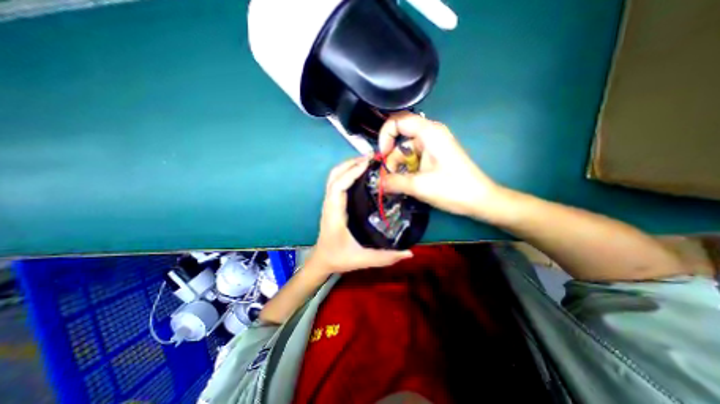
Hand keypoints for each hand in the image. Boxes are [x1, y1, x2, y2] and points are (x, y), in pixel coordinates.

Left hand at [306, 154, 412, 274]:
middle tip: (371, 158)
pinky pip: (336, 182)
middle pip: (334, 175)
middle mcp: (329, 204)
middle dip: (351, 163)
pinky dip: (346, 173)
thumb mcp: (362, 259)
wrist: (321, 260)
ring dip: (348, 166)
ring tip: (367, 162)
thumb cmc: (338, 258)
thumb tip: (409, 253)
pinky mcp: (331, 203)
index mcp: (334, 214)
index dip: (351, 172)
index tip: (368, 163)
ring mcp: (328, 202)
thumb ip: (385, 257)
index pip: (338, 186)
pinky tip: (360, 173)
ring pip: (334, 177)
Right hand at [378, 110, 501, 221]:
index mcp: (429, 133)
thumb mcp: (418, 186)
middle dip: (392, 159)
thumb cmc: (452, 188)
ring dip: (399, 168)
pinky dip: (407, 170)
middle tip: (388, 178)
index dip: (385, 136)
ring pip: (405, 152)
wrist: (479, 200)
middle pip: (400, 139)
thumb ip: (394, 182)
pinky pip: (414, 159)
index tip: (383, 156)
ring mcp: (432, 146)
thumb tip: (377, 182)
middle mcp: (430, 135)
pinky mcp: (434, 157)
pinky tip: (408, 183)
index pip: (397, 121)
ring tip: (398, 186)